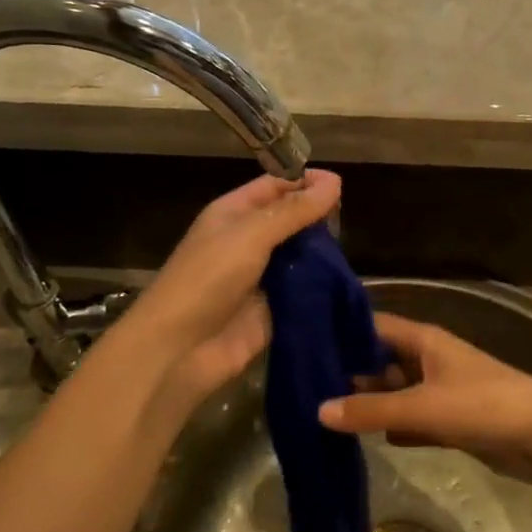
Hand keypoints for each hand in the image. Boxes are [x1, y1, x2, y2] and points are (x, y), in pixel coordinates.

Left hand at [119, 169, 341, 411]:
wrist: (179, 351)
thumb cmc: (207, 280)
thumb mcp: (250, 235)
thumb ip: (293, 210)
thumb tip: (334, 182)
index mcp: (234, 214)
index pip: (275, 186)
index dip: (305, 181)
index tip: (342, 184)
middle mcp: (248, 241)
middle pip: (290, 220)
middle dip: (318, 218)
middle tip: (351, 218)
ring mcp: (262, 276)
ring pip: (301, 256)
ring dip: (324, 252)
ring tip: (352, 248)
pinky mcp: (274, 309)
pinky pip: (303, 290)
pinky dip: (322, 286)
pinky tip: (346, 281)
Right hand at [318, 313, 531, 480]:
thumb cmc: (482, 405)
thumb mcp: (422, 406)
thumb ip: (371, 411)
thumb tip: (318, 410)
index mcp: (423, 340)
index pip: (372, 326)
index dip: (340, 333)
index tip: (303, 344)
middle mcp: (427, 359)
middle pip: (379, 360)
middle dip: (347, 373)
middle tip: (303, 389)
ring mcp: (438, 389)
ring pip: (393, 391)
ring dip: (367, 403)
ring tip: (321, 414)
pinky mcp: (448, 419)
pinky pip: (409, 418)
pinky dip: (390, 426)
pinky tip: (362, 439)